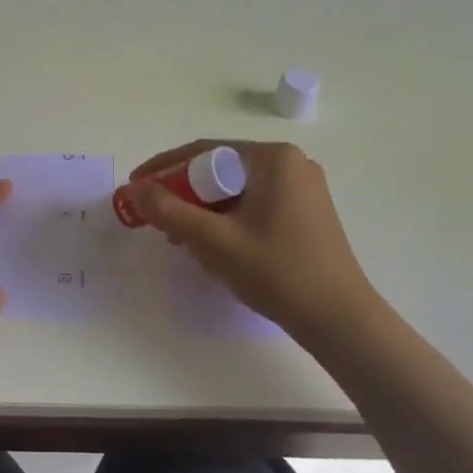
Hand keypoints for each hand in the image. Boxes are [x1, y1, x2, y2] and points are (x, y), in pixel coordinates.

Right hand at [126, 140, 381, 332]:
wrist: (339, 320)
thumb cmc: (277, 272)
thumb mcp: (213, 241)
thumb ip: (168, 211)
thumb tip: (132, 190)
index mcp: (272, 158)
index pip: (203, 152)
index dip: (163, 169)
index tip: (135, 188)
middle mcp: (290, 163)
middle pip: (220, 170)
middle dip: (184, 194)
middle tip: (157, 219)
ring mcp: (302, 188)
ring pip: (236, 190)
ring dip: (204, 210)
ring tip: (182, 240)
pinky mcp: (306, 212)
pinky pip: (254, 204)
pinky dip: (228, 219)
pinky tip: (216, 247)